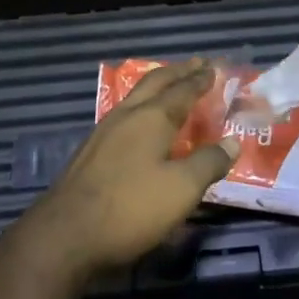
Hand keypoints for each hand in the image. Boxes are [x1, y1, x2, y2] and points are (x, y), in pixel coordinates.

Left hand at [6, 59, 237, 291]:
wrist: (66, 234)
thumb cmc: (131, 207)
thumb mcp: (181, 189)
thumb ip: (208, 163)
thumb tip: (232, 142)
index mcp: (151, 118)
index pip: (182, 90)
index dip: (200, 79)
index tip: (215, 68)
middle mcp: (126, 116)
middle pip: (154, 84)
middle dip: (178, 72)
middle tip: (196, 64)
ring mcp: (103, 132)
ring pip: (135, 98)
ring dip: (157, 88)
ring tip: (170, 87)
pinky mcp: (90, 152)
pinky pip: (124, 116)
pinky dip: (142, 108)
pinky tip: (141, 124)